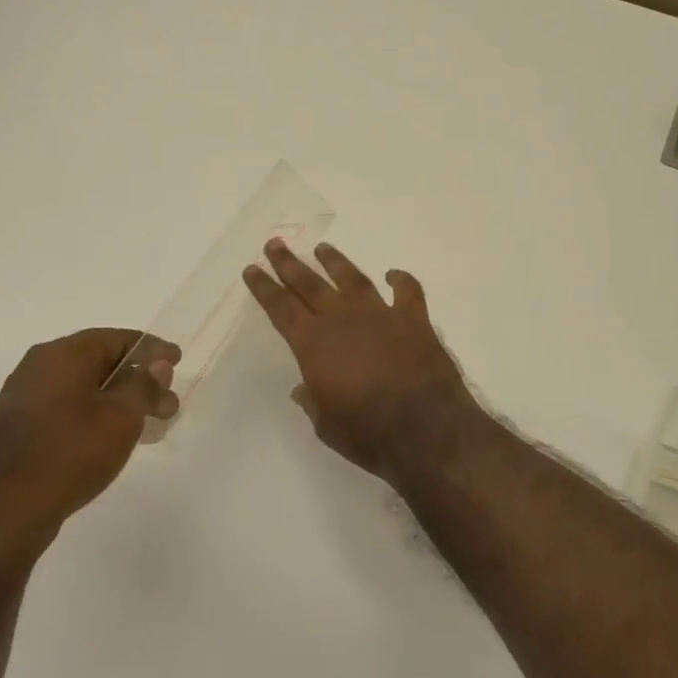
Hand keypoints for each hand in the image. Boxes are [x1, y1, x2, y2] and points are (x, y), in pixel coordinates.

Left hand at [0, 329, 179, 562]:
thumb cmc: (71, 453)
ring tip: (148, 424)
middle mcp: (39, 367)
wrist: (7, 511)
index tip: (177, 361)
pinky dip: (96, 413)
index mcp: (62, 355)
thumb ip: (144, 385)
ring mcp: (25, 397)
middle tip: (168, 404)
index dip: (151, 349)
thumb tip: (157, 364)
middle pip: (100, 361)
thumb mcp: (122, 416)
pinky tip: (115, 436)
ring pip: (85, 387)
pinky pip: (67, 406)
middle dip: (139, 380)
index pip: (116, 338)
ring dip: (120, 400)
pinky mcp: (20, 426)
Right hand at [244, 241, 482, 480]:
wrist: (425, 429)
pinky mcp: (414, 320)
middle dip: (290, 264)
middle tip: (275, 244)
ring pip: (353, 279)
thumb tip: (302, 388)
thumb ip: (312, 401)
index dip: (264, 288)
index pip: (281, 308)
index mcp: (314, 344)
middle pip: (310, 285)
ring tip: (323, 248)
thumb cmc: (367, 433)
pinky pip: (407, 291)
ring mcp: (381, 315)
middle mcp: (343, 320)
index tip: (252, 268)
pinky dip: (401, 280)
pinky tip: (393, 274)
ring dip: (336, 262)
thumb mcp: (326, 425)